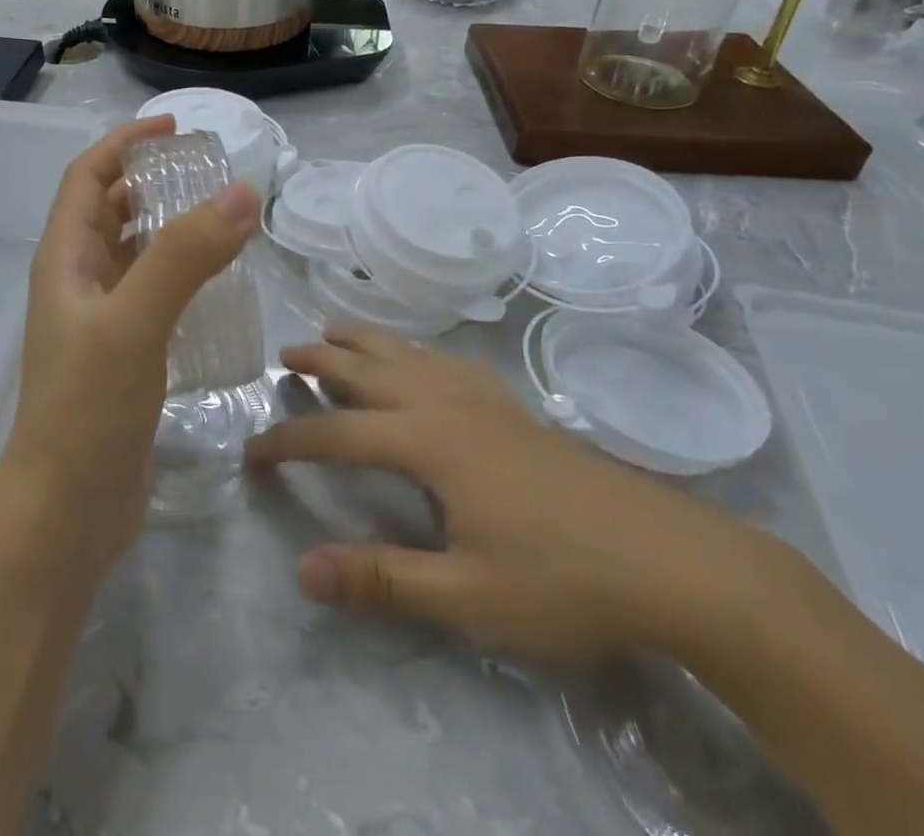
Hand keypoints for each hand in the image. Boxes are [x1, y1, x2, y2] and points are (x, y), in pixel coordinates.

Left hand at [5, 118, 258, 570]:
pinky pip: (154, 295)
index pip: (87, 179)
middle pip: (110, 211)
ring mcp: (101, 322)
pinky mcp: (125, 356)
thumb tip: (241, 191)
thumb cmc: (86, 410)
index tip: (174, 129)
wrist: (65, 514)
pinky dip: (182, 276)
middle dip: (153, 182)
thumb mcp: (134, 323)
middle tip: (210, 175)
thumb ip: (184, 256)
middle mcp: (78, 282)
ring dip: (170, 228)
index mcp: (64, 260)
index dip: (123, 144)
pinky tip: (219, 285)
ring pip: (134, 253)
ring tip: (223, 220)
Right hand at [246, 323, 784, 665]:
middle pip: (369, 369)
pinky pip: (449, 360)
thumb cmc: (564, 581)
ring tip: (333, 328)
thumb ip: (383, 580)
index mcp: (428, 443)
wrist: (671, 561)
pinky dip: (418, 349)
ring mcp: (484, 400)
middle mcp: (447, 405)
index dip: (290, 442)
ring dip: (364, 340)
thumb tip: (302, 570)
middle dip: (322, 359)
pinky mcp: (513, 408)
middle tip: (283, 355)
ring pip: (408, 353)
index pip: (338, 433)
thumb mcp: (468, 595)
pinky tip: (422, 358)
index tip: (252, 451)